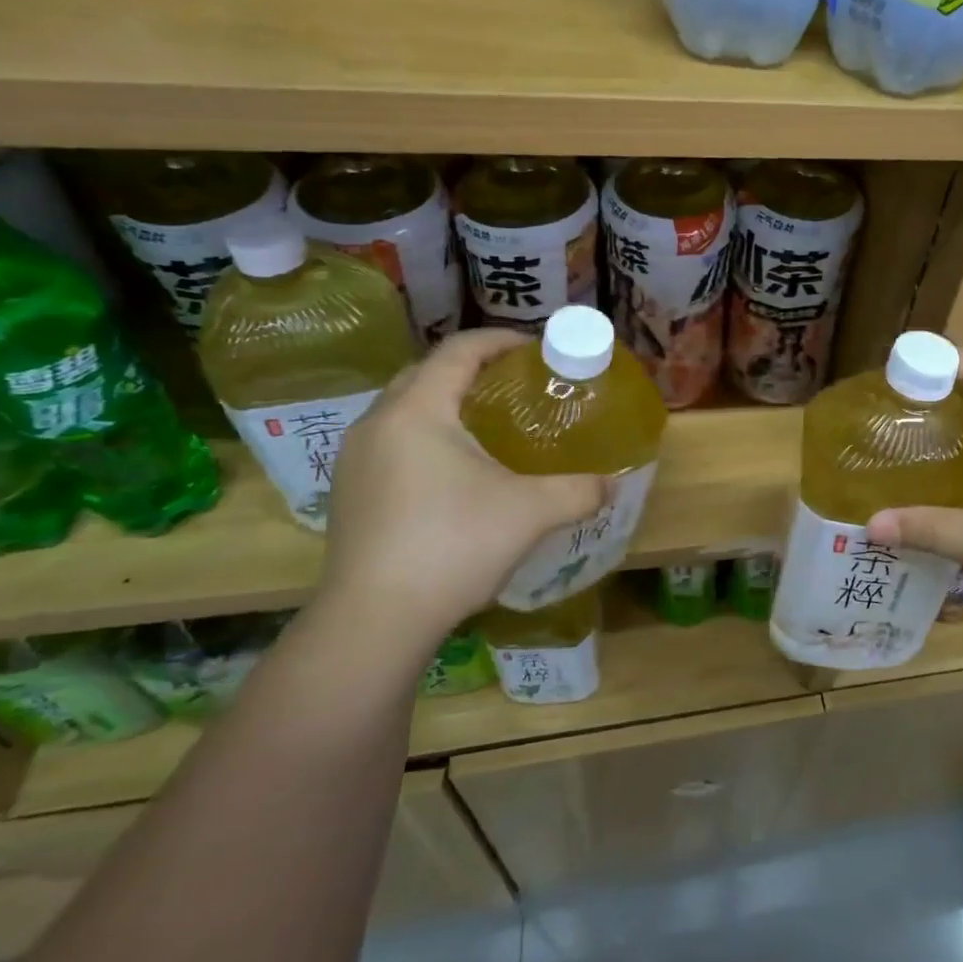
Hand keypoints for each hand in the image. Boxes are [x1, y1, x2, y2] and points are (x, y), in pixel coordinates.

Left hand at [313, 329, 605, 655]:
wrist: (375, 620)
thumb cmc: (453, 546)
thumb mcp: (531, 513)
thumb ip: (579, 491)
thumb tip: (612, 485)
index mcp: (417, 411)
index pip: (458, 351)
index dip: (500, 341)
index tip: (537, 349)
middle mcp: (378, 423)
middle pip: (426, 373)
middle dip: (472, 369)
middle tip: (516, 384)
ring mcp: (356, 459)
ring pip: (404, 409)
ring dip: (445, 403)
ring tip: (489, 423)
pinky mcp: (350, 492)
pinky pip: (393, 441)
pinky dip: (426, 435)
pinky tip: (455, 470)